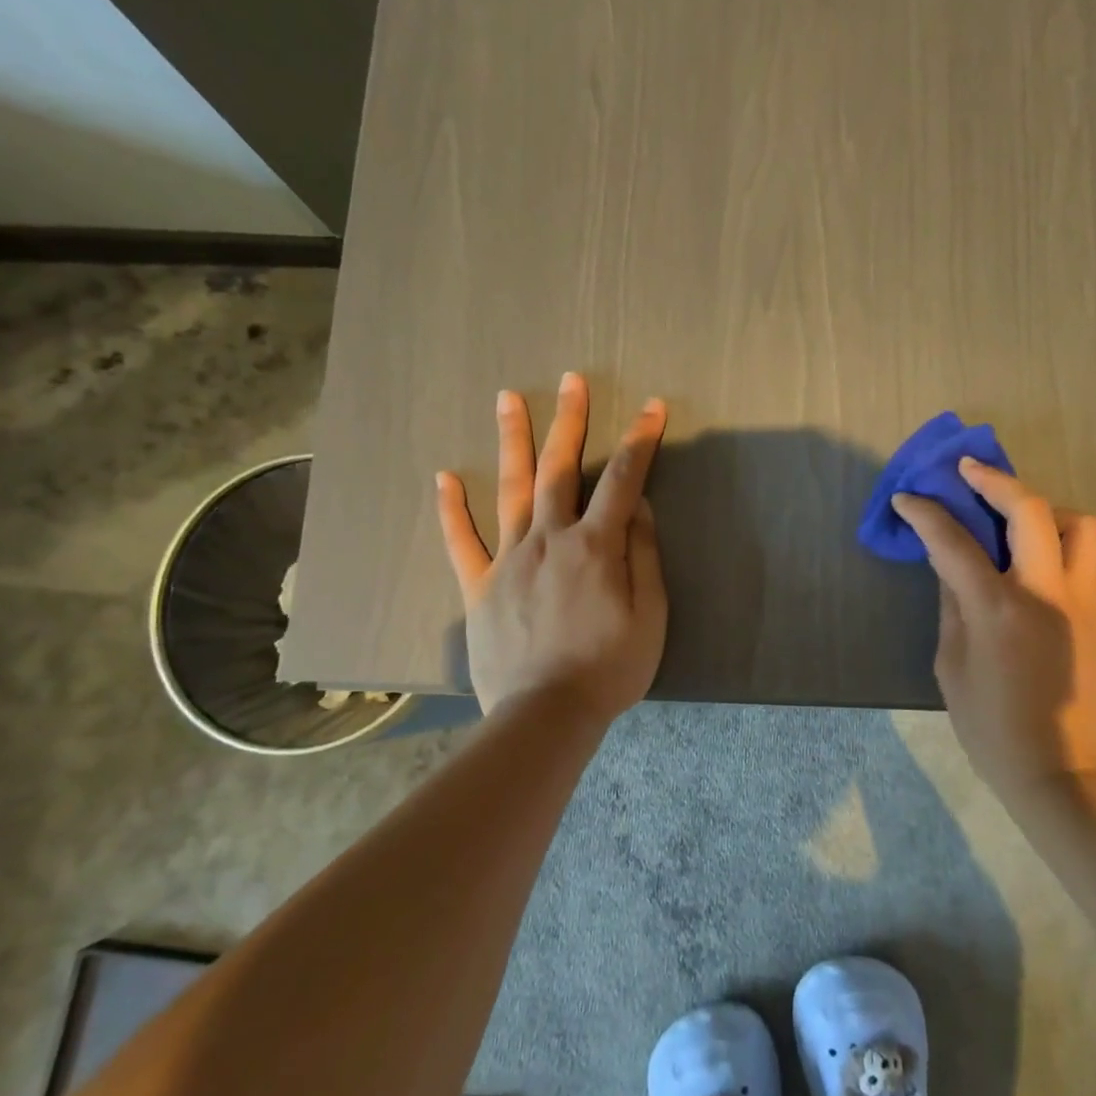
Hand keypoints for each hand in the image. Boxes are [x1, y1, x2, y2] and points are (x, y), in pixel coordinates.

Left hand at [436, 372, 667, 719]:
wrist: (546, 715)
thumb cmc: (610, 668)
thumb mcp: (650, 616)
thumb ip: (643, 557)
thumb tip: (639, 509)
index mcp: (595, 546)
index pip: (624, 481)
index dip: (641, 441)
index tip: (652, 407)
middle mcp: (550, 539)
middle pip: (560, 469)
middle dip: (570, 421)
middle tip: (571, 381)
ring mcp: (509, 559)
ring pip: (510, 490)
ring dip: (513, 441)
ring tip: (509, 399)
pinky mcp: (479, 586)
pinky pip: (462, 542)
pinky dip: (451, 510)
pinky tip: (443, 478)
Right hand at [893, 459, 1095, 792]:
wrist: (1062, 771)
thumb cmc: (991, 726)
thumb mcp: (951, 665)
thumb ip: (952, 605)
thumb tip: (950, 565)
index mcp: (998, 608)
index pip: (955, 541)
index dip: (926, 513)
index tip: (907, 497)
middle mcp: (1047, 591)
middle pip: (1029, 509)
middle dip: (994, 480)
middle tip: (968, 472)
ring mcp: (1083, 600)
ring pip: (1080, 524)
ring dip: (1044, 508)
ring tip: (1016, 519)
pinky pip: (1090, 555)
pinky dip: (1064, 539)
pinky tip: (1038, 556)